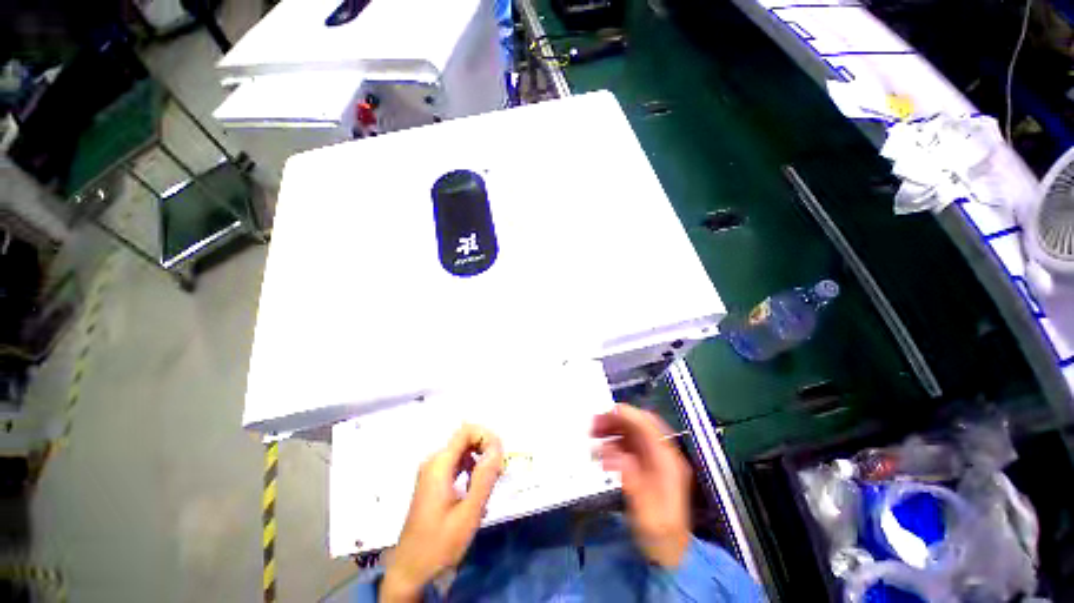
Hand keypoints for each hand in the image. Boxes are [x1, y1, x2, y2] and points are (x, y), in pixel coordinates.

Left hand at [381, 424, 503, 601]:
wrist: (410, 572)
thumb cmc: (440, 544)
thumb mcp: (468, 513)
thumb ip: (485, 477)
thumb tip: (498, 447)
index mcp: (439, 464)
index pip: (467, 430)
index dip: (487, 436)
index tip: (501, 457)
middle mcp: (434, 462)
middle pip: (465, 439)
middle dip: (486, 450)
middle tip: (499, 473)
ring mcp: (432, 472)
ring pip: (463, 452)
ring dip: (480, 461)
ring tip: (492, 483)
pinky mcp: (433, 483)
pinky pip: (457, 465)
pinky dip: (471, 470)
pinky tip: (477, 491)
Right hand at [592, 404, 691, 567]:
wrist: (670, 556)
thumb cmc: (660, 536)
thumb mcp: (646, 511)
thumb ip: (630, 479)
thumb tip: (612, 452)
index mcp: (667, 461)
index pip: (648, 426)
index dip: (626, 415)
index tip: (603, 414)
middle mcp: (662, 455)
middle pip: (639, 426)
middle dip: (616, 421)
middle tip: (593, 425)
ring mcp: (655, 460)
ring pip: (632, 433)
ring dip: (613, 430)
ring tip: (593, 436)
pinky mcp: (646, 467)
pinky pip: (628, 446)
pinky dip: (614, 443)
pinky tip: (602, 452)